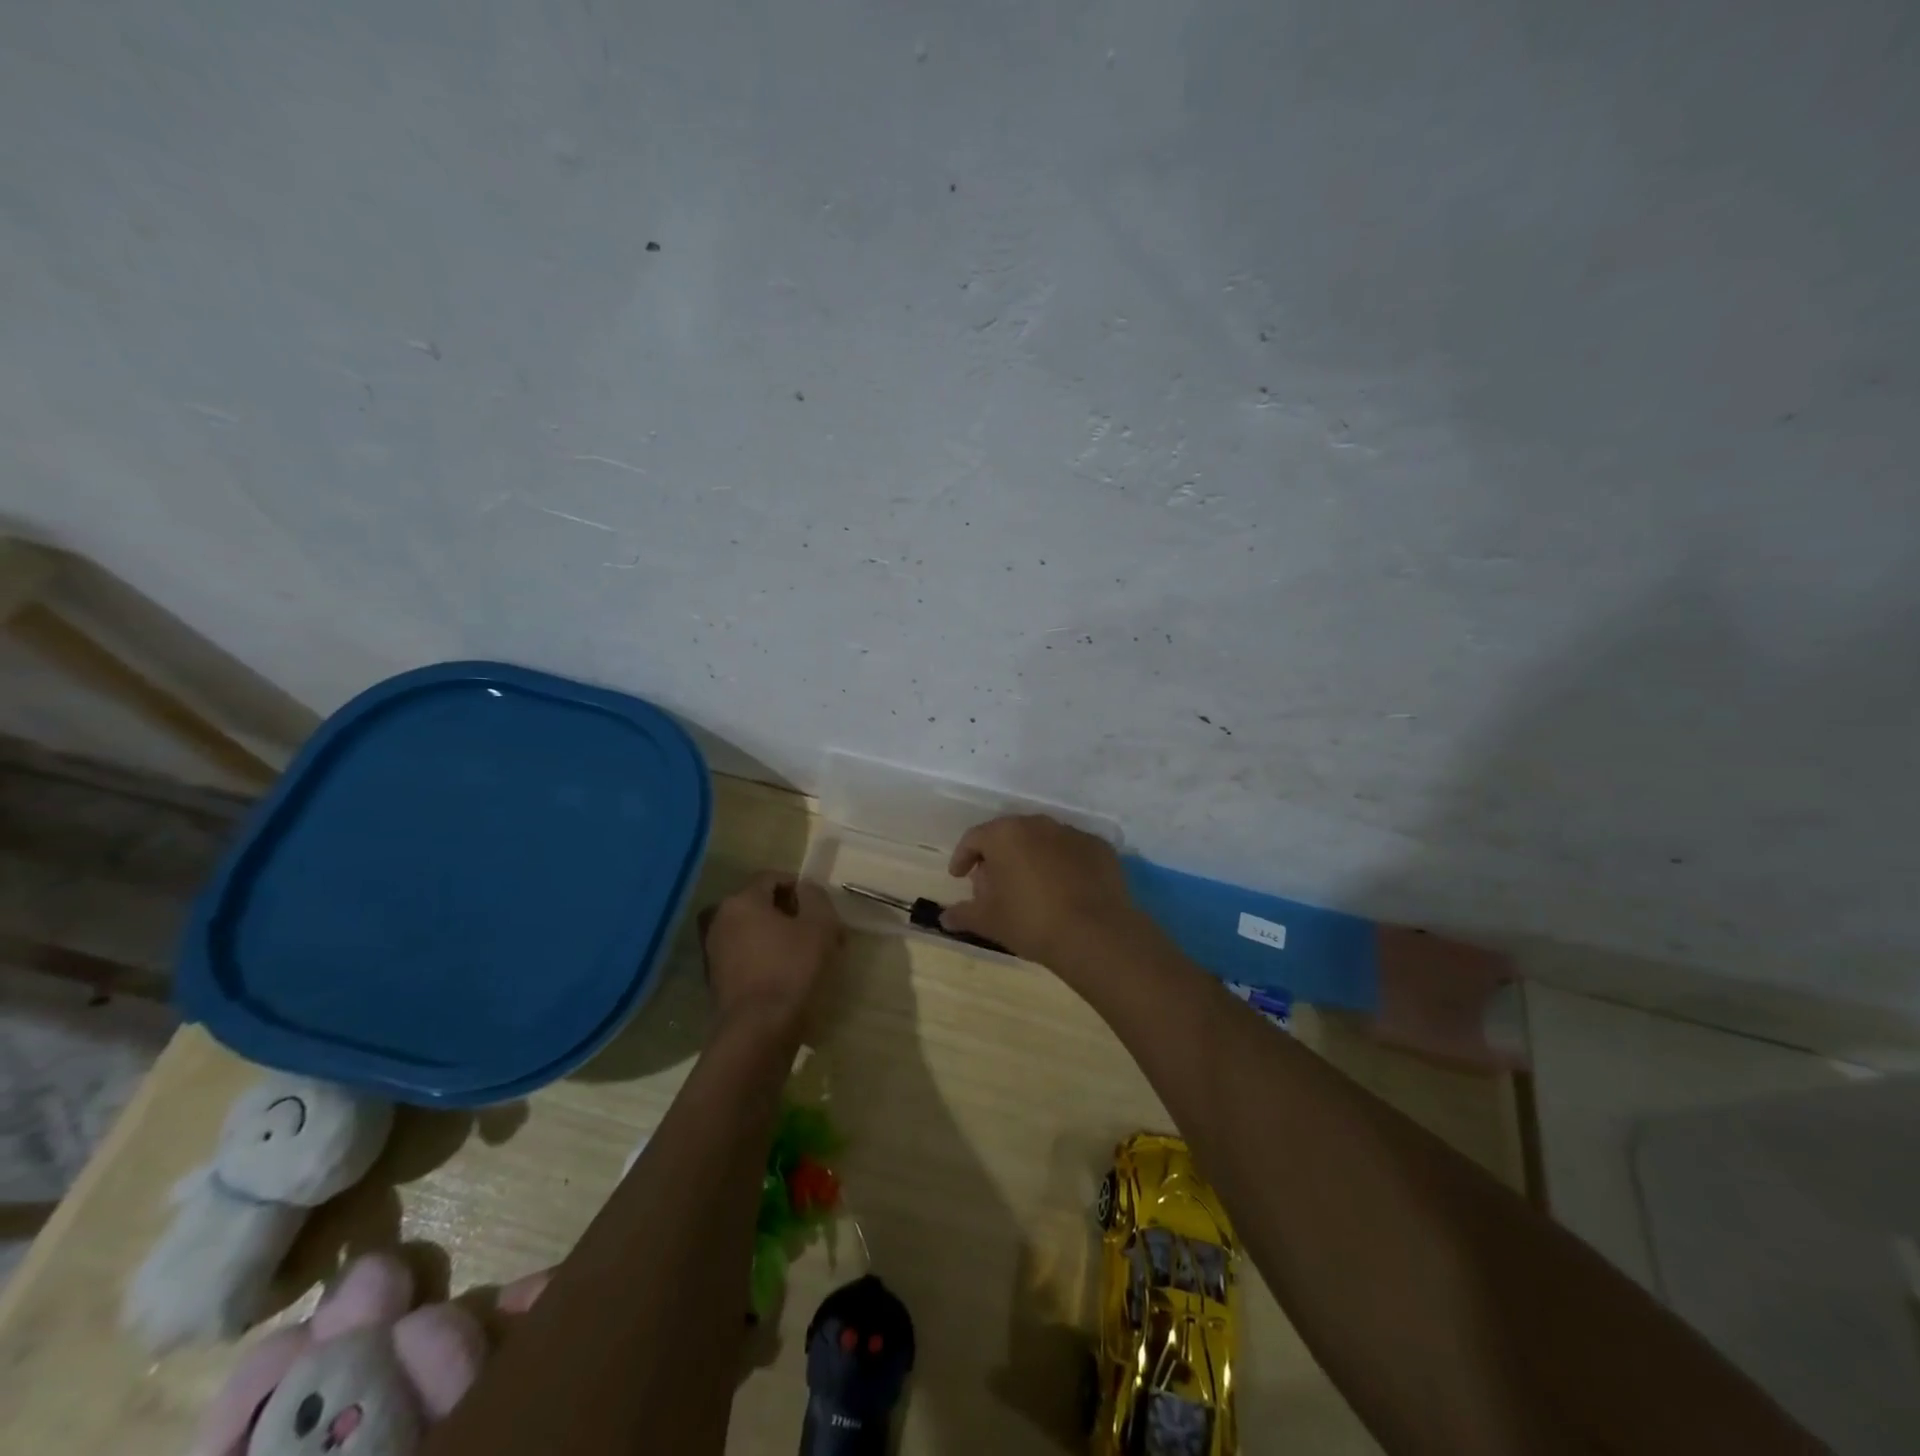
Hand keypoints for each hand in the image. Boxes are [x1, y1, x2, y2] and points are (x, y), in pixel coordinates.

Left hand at [702, 873, 842, 1034]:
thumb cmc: (792, 969)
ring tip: (807, 956)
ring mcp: (714, 952)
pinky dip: (766, 958)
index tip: (821, 908)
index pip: (772, 878)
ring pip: (754, 932)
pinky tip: (788, 976)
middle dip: (791, 914)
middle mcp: (720, 920)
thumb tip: (805, 889)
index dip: (800, 887)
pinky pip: (747, 956)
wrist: (759, 1032)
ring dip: (779, 937)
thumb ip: (815, 897)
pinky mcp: (717, 980)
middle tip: (818, 932)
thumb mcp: (819, 925)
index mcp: (741, 901)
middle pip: (761, 905)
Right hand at [940, 815, 1142, 966]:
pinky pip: (1071, 852)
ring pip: (1042, 840)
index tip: (959, 876)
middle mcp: (1038, 824)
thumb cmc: (1030, 922)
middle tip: (993, 884)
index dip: (963, 857)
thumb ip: (963, 914)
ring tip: (1030, 887)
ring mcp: (1072, 833)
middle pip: (1009, 835)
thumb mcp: (988, 921)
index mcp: (1005, 835)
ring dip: (1031, 857)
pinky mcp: (1099, 847)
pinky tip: (1064, 890)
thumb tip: (944, 917)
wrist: (1095, 933)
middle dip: (998, 856)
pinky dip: (1062, 864)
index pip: (974, 838)